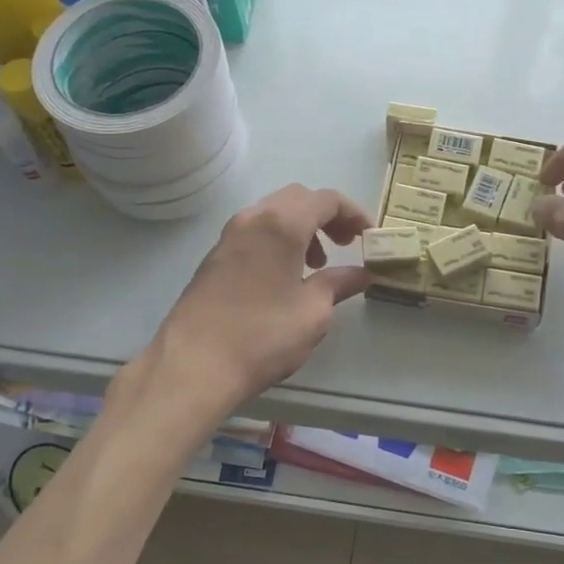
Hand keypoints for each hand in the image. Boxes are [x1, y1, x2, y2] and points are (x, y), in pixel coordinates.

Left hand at [151, 184, 374, 412]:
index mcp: (282, 224)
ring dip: (302, 227)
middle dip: (327, 216)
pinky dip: (279, 239)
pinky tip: (285, 276)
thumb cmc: (262, 335)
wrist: (193, 365)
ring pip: (274, 212)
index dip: (354, 214)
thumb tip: (361, 273)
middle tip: (346, 244)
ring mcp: (230, 235)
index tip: (370, 237)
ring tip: (316, 264)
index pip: (327, 199)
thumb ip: (339, 284)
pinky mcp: (215, 256)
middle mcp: (253, 218)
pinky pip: (256, 231)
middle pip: (298, 198)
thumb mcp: (313, 312)